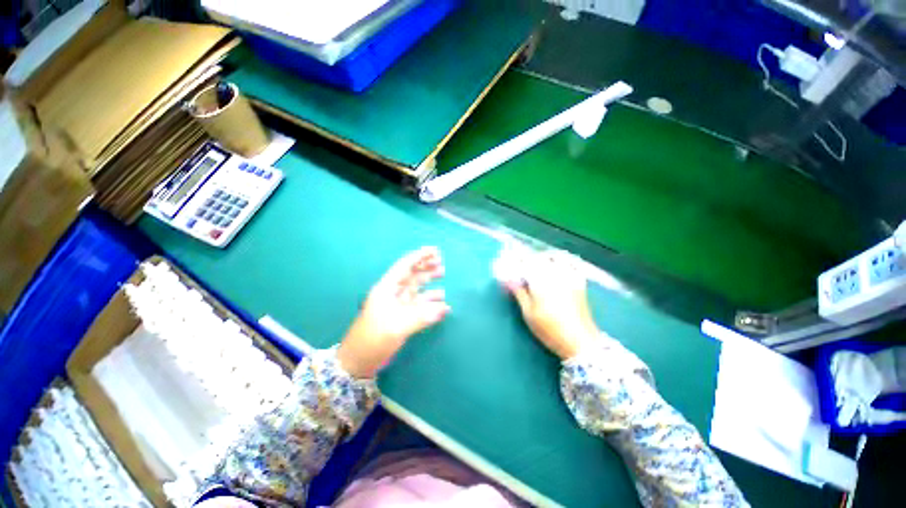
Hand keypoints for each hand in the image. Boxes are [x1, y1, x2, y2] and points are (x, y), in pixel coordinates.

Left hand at [337, 247, 449, 377]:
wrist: (359, 361)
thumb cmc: (373, 339)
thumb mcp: (396, 326)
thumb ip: (421, 316)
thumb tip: (444, 308)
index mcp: (387, 288)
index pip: (404, 266)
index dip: (419, 256)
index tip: (434, 250)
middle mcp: (393, 293)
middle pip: (411, 274)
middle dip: (425, 266)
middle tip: (441, 262)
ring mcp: (398, 305)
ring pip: (416, 288)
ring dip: (429, 281)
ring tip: (443, 275)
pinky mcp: (402, 317)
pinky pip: (420, 305)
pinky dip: (431, 302)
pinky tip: (443, 304)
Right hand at [503, 249, 599, 359]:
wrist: (580, 341)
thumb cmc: (550, 329)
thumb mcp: (529, 313)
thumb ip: (519, 293)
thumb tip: (508, 279)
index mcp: (541, 281)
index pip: (525, 263)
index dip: (515, 260)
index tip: (508, 260)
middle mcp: (555, 274)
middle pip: (539, 258)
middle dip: (528, 258)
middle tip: (520, 263)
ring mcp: (569, 277)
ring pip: (555, 258)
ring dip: (543, 257)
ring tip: (536, 262)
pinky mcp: (579, 282)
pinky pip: (571, 264)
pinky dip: (563, 260)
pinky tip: (557, 264)